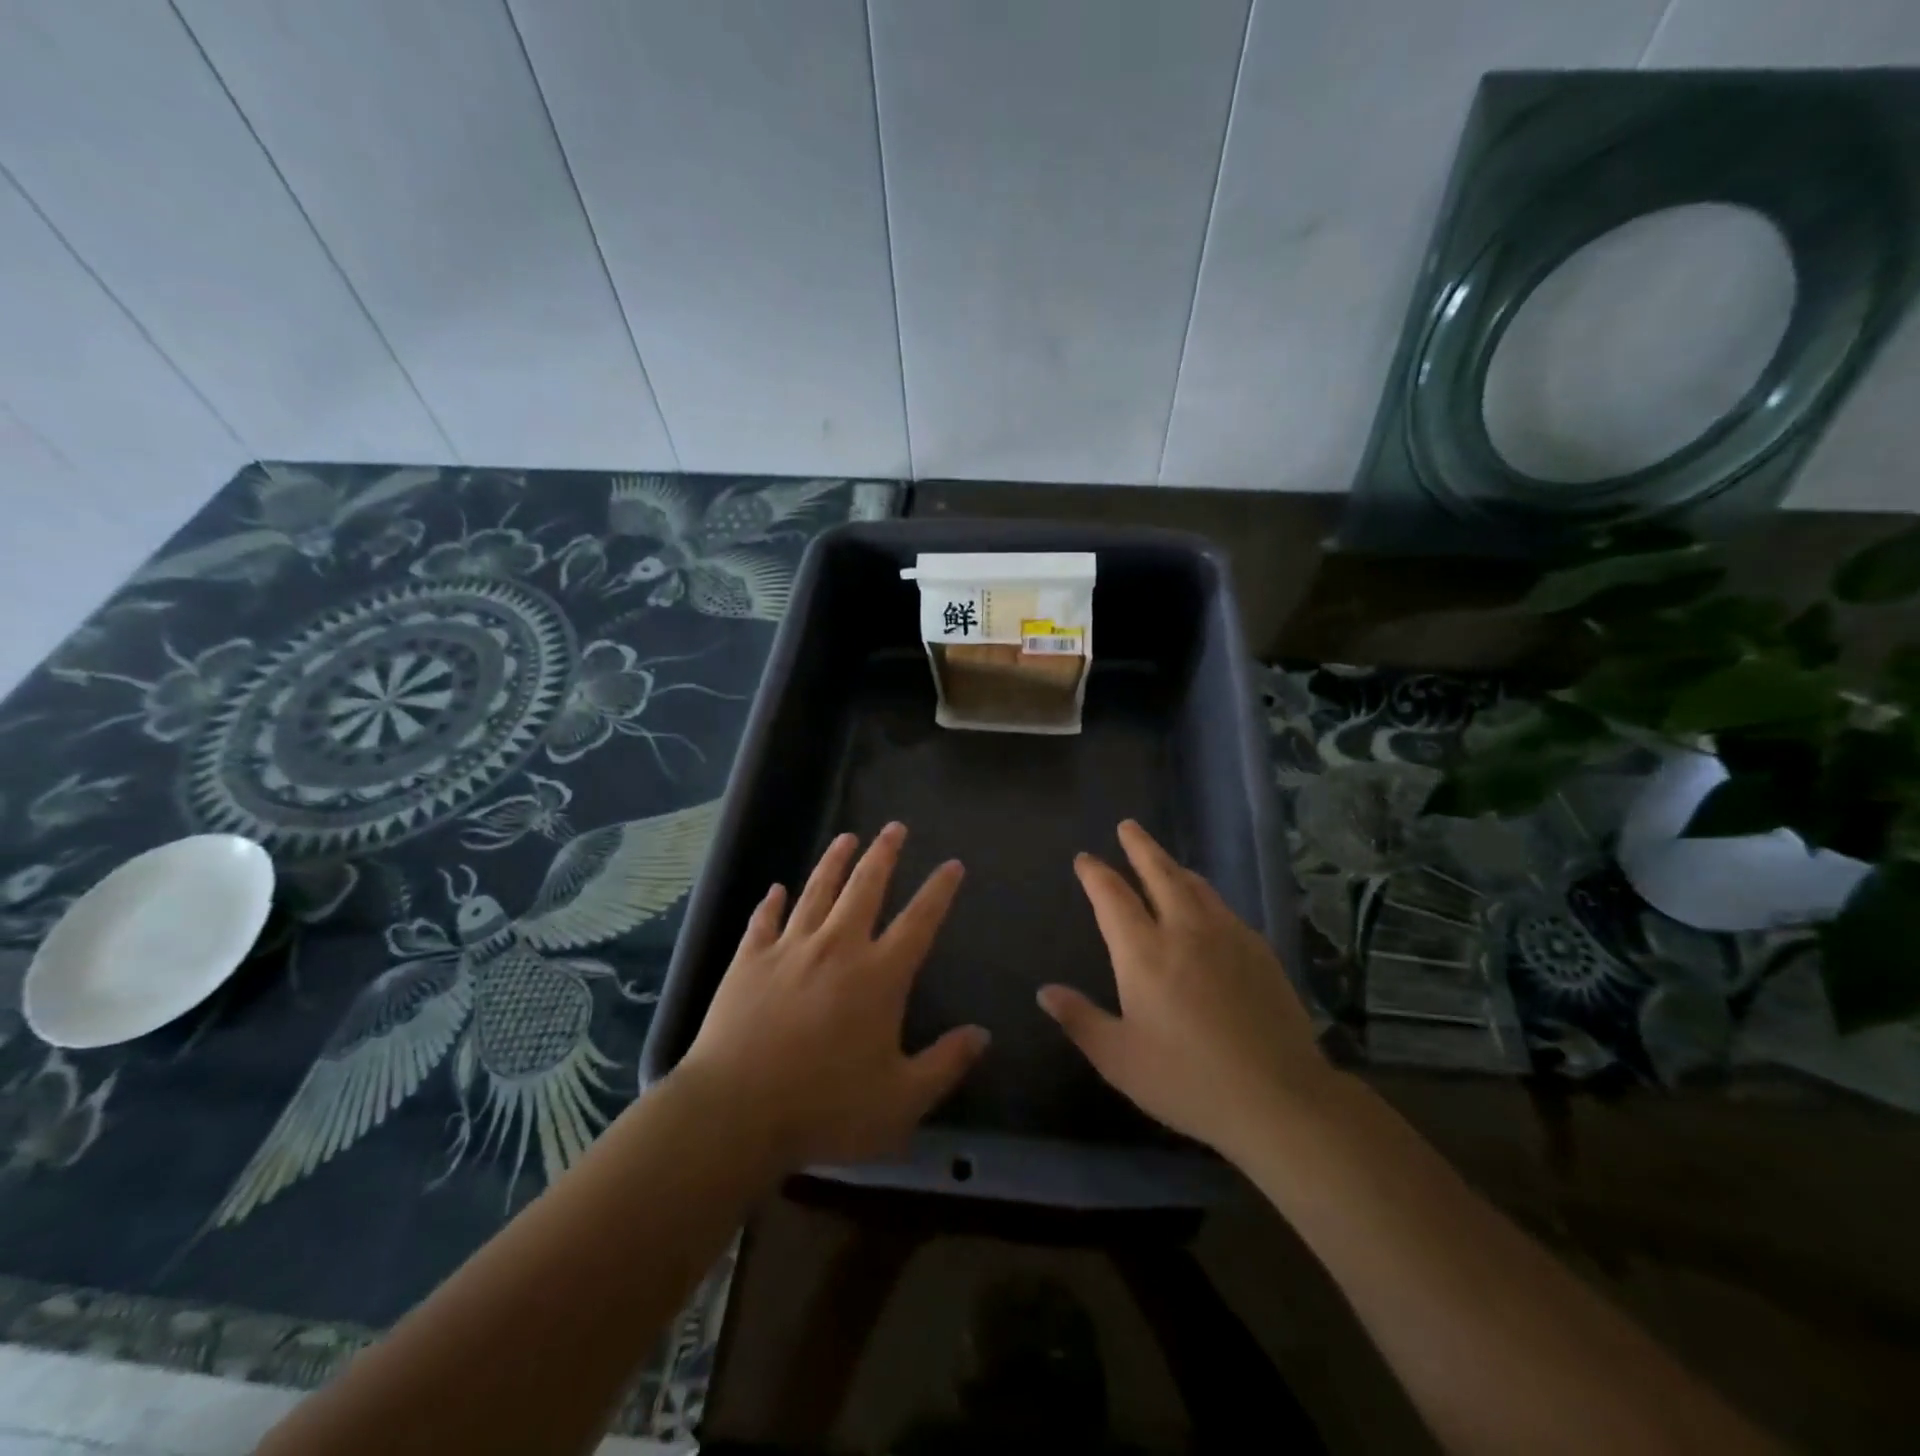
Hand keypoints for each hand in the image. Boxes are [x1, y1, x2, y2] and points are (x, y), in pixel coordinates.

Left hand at [674, 822, 987, 1173]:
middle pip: (865, 887)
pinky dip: (771, 903)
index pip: (919, 921)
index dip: (939, 891)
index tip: (952, 864)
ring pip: (816, 891)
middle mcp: (837, 947)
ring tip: (846, 837)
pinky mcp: (749, 961)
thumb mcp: (901, 1101)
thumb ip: (945, 1064)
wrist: (735, 1112)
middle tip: (894, 827)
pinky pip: (763, 921)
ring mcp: (789, 949)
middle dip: (883, 854)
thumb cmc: (825, 1108)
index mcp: (879, 976)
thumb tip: (983, 1033)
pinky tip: (775, 889)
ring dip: (833, 862)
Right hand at [1038, 820, 1335, 1165]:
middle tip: (1128, 825)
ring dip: (1173, 866)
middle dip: (1140, 846)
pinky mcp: (1259, 950)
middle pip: (1159, 872)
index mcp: (1143, 953)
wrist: (1278, 1097)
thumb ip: (1080, 1020)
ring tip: (1163, 860)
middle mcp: (1184, 930)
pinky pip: (1223, 908)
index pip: (1112, 896)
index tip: (1085, 859)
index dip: (1095, 873)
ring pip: (1195, 885)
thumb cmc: (1187, 1081)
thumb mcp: (1119, 1059)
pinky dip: (1204, 894)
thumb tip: (1045, 991)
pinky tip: (1207, 907)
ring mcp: (1227, 936)